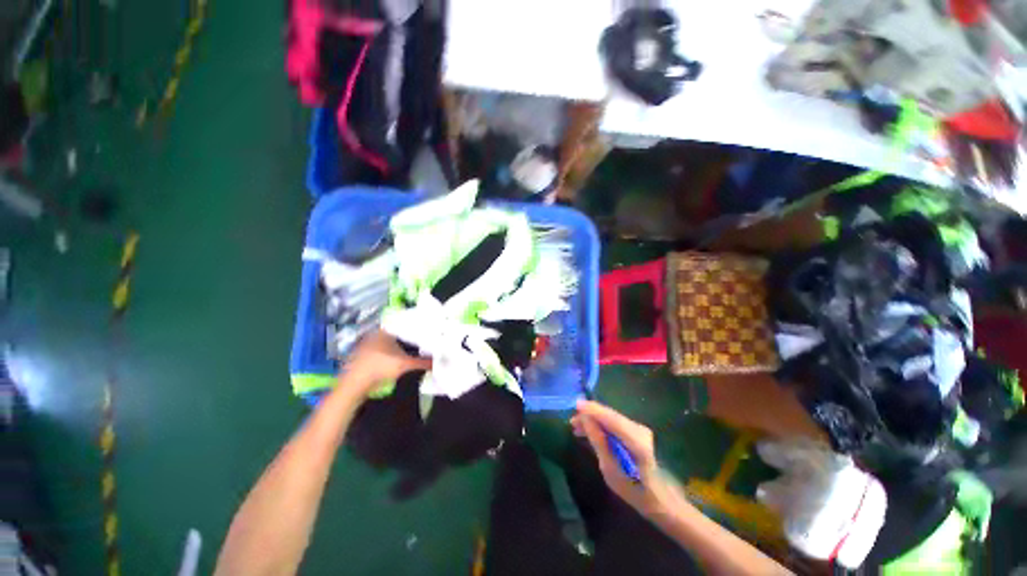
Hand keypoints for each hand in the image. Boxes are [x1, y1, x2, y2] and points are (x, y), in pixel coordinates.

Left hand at [339, 331, 430, 396]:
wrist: (353, 385)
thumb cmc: (379, 368)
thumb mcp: (405, 365)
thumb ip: (423, 362)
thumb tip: (439, 361)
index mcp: (385, 331)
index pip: (402, 323)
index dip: (414, 327)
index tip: (424, 330)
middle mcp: (374, 334)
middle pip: (395, 333)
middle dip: (406, 337)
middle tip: (420, 340)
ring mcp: (365, 345)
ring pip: (386, 342)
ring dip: (396, 346)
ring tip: (411, 349)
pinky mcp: (360, 356)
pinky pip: (378, 350)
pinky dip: (387, 353)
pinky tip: (394, 359)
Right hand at [571, 400, 678, 515]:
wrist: (658, 496)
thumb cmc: (633, 488)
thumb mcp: (610, 469)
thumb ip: (598, 441)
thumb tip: (585, 419)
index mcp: (636, 441)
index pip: (611, 418)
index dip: (593, 410)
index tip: (576, 405)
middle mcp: (639, 429)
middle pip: (610, 416)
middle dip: (590, 415)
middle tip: (572, 422)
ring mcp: (639, 429)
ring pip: (611, 418)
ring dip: (594, 420)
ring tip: (577, 427)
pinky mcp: (636, 431)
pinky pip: (615, 423)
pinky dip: (601, 424)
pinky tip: (590, 430)